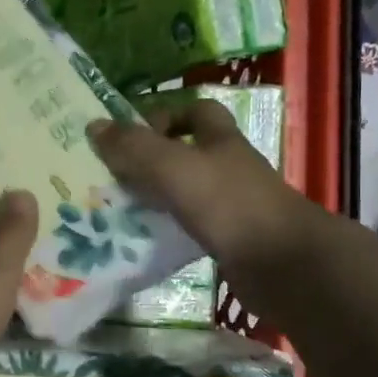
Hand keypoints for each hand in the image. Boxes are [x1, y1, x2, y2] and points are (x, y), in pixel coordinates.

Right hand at [89, 102, 321, 312]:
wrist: (283, 265)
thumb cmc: (228, 204)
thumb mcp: (173, 167)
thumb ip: (134, 147)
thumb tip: (94, 125)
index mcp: (220, 140)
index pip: (196, 111)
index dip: (166, 115)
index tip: (132, 135)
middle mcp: (229, 167)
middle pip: (188, 152)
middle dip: (152, 160)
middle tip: (113, 175)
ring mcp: (233, 205)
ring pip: (187, 191)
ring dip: (157, 197)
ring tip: (118, 209)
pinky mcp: (231, 239)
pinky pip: (191, 226)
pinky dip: (168, 229)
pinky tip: (145, 241)